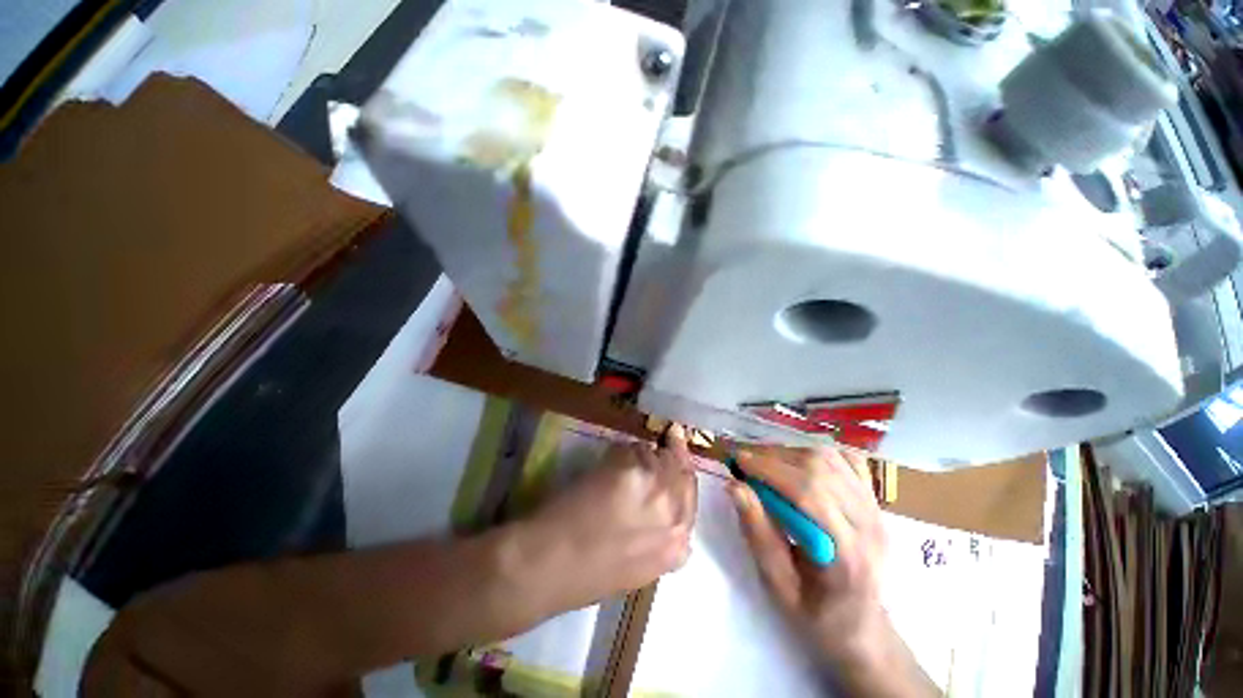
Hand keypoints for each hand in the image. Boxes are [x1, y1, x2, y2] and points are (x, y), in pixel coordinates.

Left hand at [517, 424, 696, 614]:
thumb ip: (658, 542)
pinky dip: (624, 450)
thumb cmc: (586, 576)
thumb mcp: (635, 569)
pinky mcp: (630, 468)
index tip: (678, 458)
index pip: (691, 498)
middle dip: (673, 455)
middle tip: (669, 438)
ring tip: (627, 458)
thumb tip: (663, 518)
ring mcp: (654, 486)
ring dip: (646, 454)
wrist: (550, 564)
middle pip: (682, 470)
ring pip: (658, 455)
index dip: (683, 475)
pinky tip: (610, 460)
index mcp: (676, 545)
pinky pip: (634, 448)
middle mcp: (674, 512)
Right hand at [732, 447, 937, 696]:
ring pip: (833, 458)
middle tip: (746, 460)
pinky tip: (798, 461)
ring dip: (791, 451)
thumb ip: (758, 535)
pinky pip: (848, 459)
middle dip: (775, 456)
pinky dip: (818, 451)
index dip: (770, 470)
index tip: (739, 461)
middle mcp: (870, 525)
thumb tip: (735, 486)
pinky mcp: (875, 500)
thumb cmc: (816, 615)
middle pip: (821, 468)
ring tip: (765, 461)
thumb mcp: (778, 586)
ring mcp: (877, 509)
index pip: (810, 495)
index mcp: (848, 555)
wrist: (863, 628)